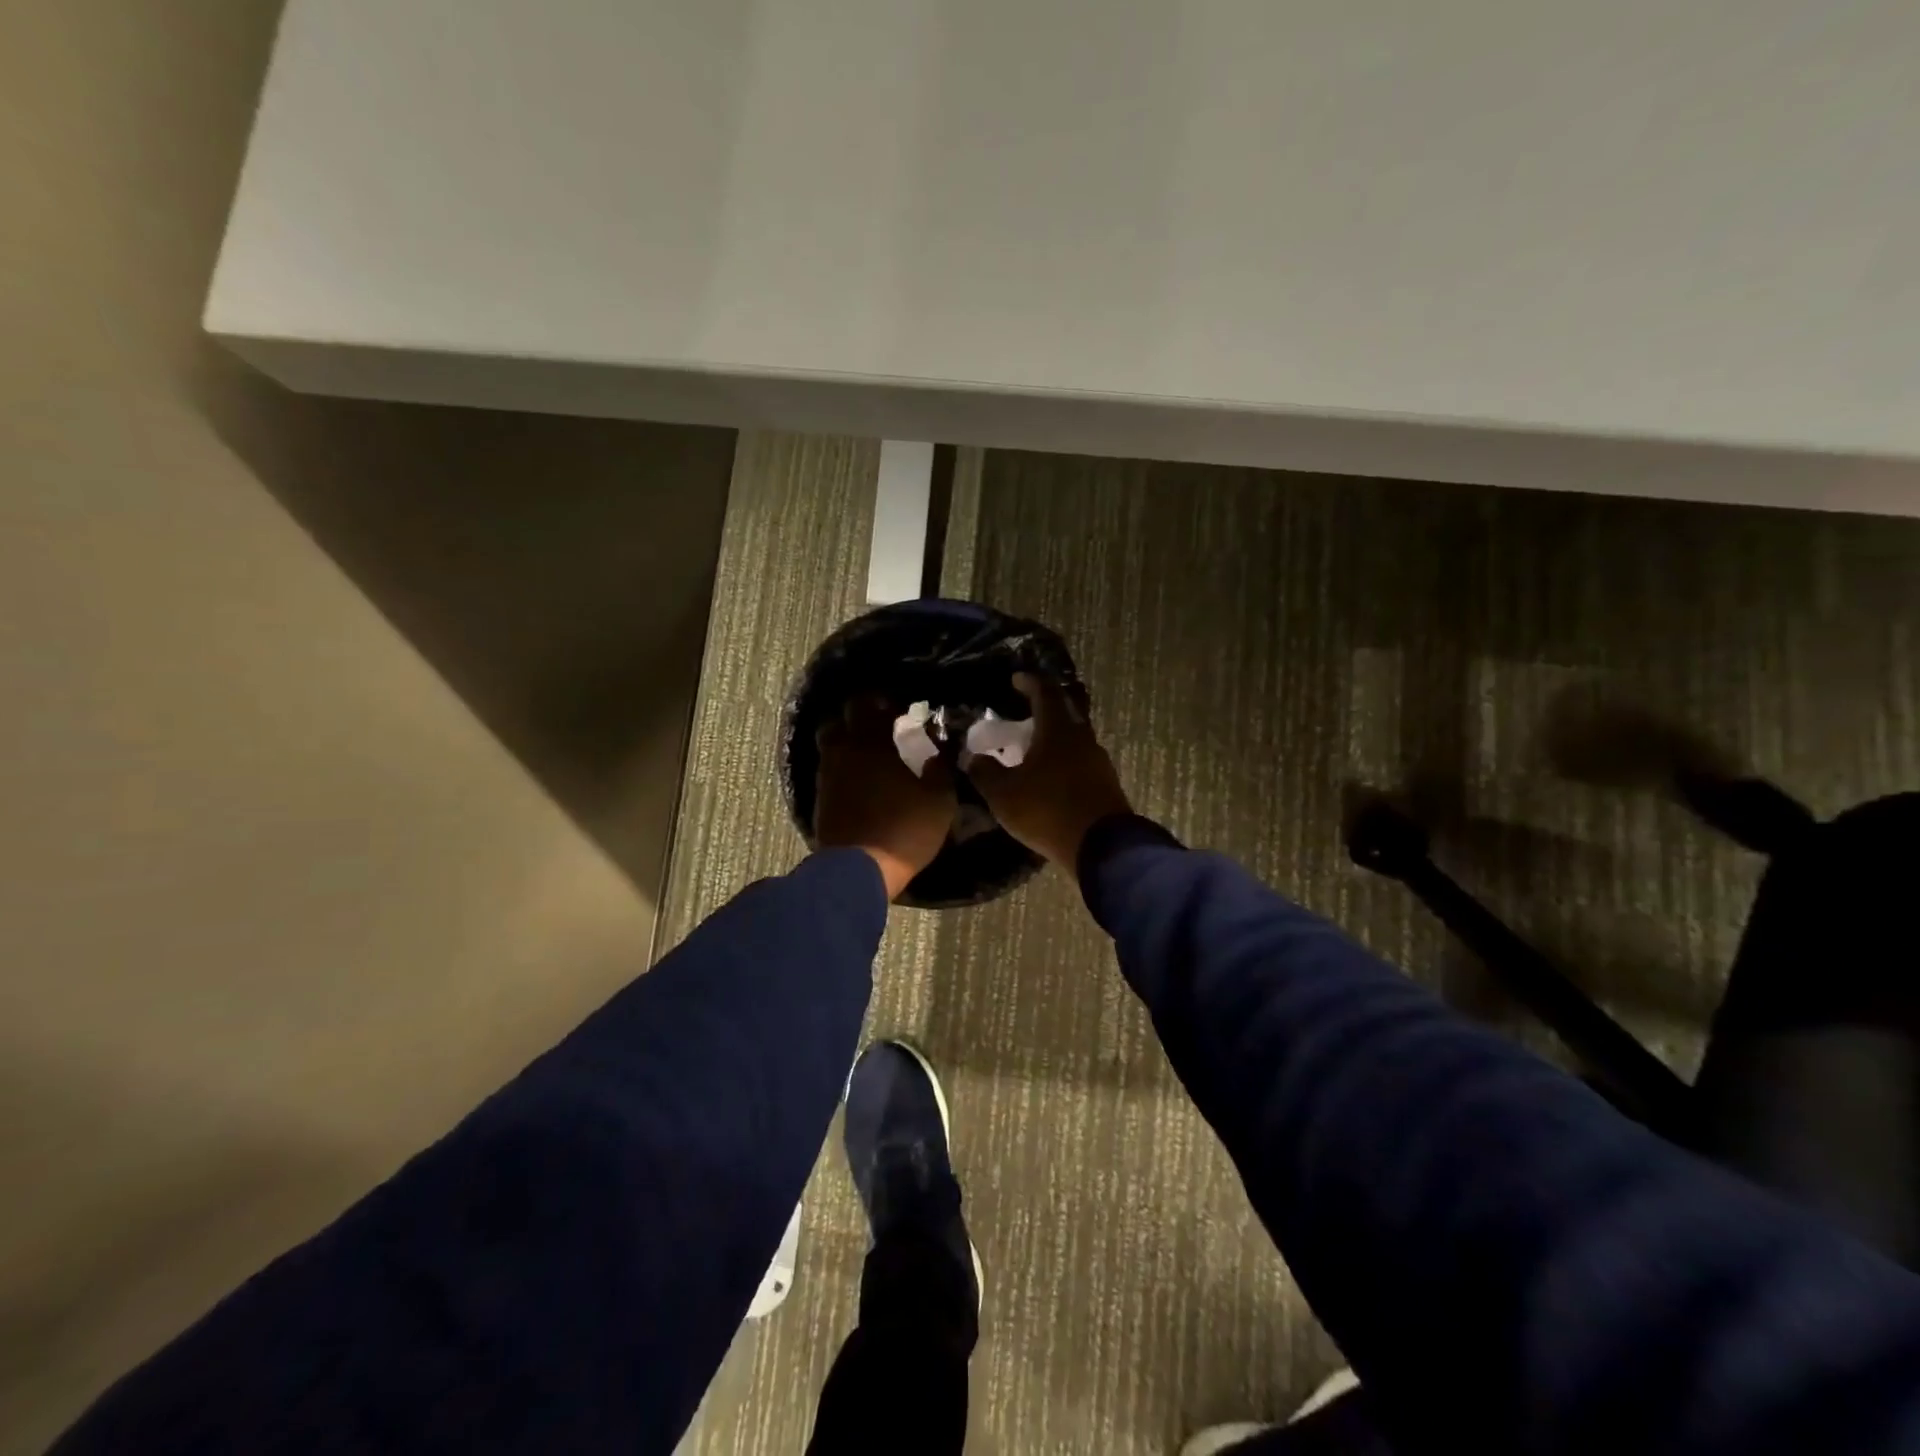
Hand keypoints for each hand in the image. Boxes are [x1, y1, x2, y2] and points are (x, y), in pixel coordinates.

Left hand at [814, 696, 957, 900]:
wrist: (859, 870)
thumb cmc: (905, 829)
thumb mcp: (939, 799)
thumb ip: (939, 766)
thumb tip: (939, 746)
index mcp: (871, 742)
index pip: (865, 702)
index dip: (879, 700)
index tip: (897, 709)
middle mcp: (843, 751)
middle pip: (838, 720)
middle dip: (856, 718)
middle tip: (878, 728)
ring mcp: (827, 776)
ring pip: (829, 746)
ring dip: (846, 743)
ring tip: (867, 755)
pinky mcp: (819, 800)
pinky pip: (828, 771)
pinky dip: (841, 769)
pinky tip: (858, 781)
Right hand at [965, 673, 1131, 867]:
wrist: (1102, 847)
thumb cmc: (1047, 810)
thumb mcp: (1004, 794)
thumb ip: (985, 772)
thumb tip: (972, 758)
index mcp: (1058, 729)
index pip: (1045, 693)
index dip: (1029, 683)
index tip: (1016, 679)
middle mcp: (1083, 738)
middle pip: (1065, 711)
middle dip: (1045, 708)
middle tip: (1024, 712)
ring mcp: (1098, 761)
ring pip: (1074, 738)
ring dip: (1055, 737)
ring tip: (1033, 748)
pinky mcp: (1106, 784)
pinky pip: (1080, 762)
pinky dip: (1064, 760)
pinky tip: (1050, 776)